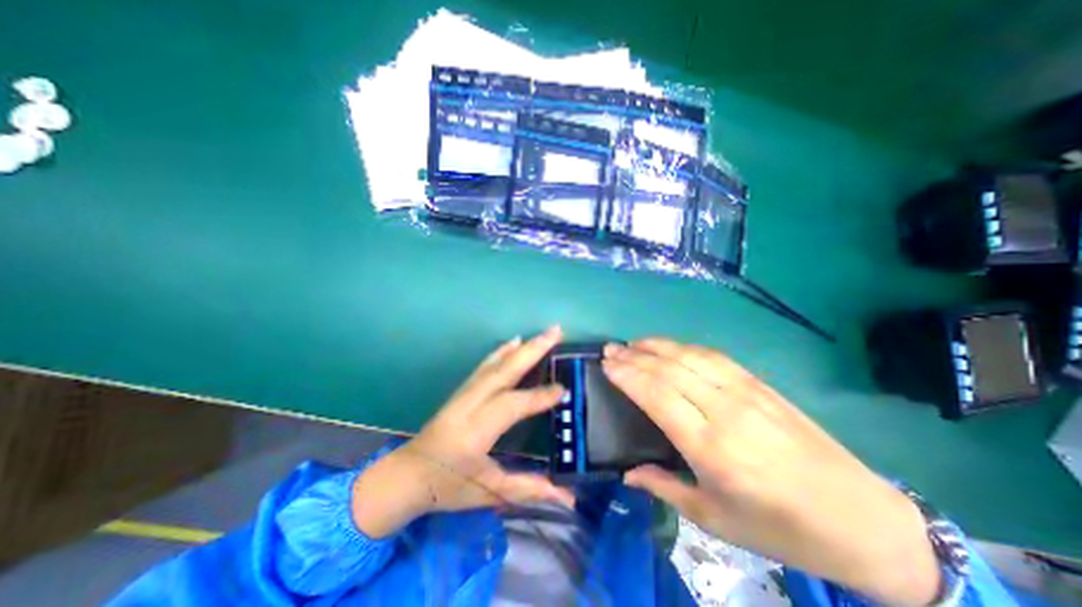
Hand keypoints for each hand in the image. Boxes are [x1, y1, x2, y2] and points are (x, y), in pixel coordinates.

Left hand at [353, 329, 573, 538]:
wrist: (406, 476)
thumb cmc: (447, 487)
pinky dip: (501, 351)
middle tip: (556, 332)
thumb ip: (529, 489)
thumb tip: (568, 498)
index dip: (539, 396)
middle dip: (533, 350)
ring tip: (543, 334)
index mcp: (476, 432)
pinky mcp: (461, 390)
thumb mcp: (489, 492)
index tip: (563, 389)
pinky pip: (484, 366)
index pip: (513, 406)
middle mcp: (469, 405)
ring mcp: (463, 394)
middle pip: (504, 372)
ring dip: (521, 347)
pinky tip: (513, 342)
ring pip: (495, 364)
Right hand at [606, 342, 944, 605]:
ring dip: (656, 346)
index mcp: (712, 448)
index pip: (657, 396)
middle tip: (610, 350)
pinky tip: (669, 347)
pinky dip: (684, 347)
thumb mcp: (714, 521)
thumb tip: (627, 473)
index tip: (606, 365)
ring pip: (689, 356)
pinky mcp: (760, 385)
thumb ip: (664, 488)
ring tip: (632, 343)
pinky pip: (713, 356)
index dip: (627, 376)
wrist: (862, 521)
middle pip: (669, 370)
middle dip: (634, 356)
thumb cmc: (780, 529)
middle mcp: (726, 411)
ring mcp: (746, 393)